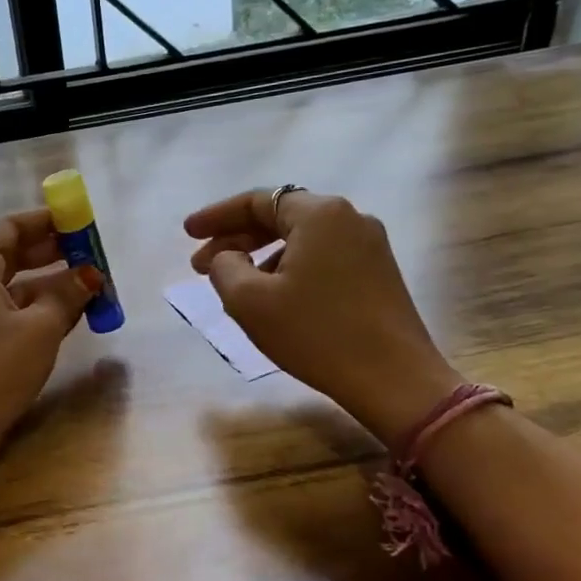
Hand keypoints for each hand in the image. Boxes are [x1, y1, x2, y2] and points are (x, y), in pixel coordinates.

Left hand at [0, 208, 98, 477]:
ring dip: (50, 286)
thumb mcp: (40, 328)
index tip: (77, 222)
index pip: (8, 229)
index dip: (44, 222)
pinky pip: (9, 315)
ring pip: (13, 289)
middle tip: (90, 253)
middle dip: (52, 253)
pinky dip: (37, 311)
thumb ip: (67, 295)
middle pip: (11, 256)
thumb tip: (91, 275)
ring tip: (90, 287)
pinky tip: (68, 318)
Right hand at [186, 189, 461, 446]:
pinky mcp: (379, 273)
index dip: (216, 216)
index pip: (256, 201)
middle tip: (201, 266)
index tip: (187, 234)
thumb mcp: (250, 301)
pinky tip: (273, 297)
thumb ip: (225, 268)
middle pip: (280, 217)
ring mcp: (370, 245)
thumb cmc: (315, 334)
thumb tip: (229, 257)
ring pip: (301, 240)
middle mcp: (349, 218)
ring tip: (234, 286)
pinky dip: (290, 269)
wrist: (393, 379)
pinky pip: (322, 258)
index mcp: (319, 214)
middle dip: (236, 239)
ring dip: (262, 257)